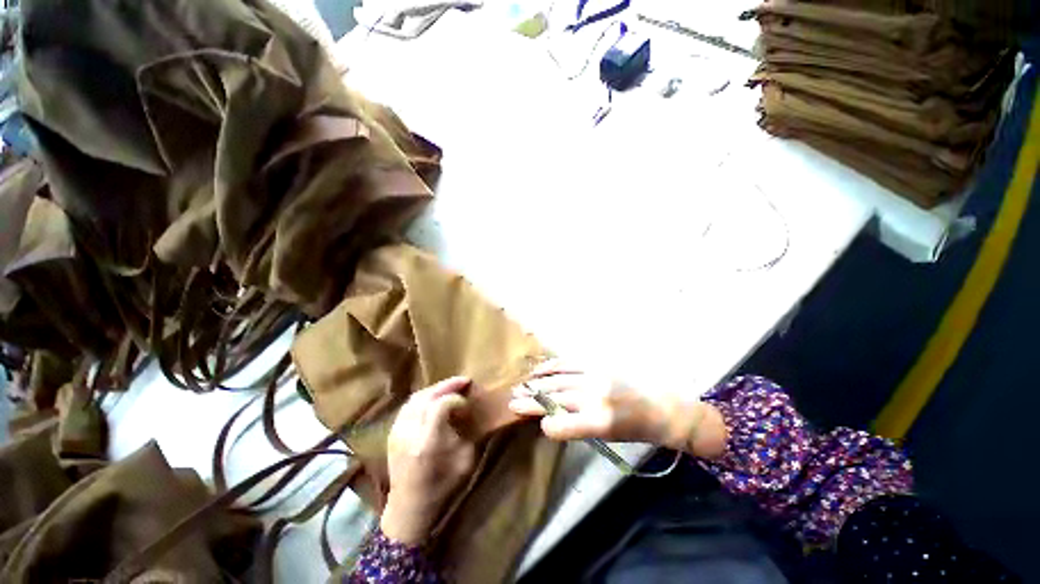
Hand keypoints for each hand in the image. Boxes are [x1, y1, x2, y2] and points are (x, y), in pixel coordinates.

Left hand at [381, 377, 476, 544]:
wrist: (408, 507)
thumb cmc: (441, 487)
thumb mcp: (464, 461)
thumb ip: (466, 432)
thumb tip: (467, 411)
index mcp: (426, 444)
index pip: (439, 406)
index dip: (455, 398)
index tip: (466, 403)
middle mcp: (408, 434)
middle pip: (426, 397)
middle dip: (447, 385)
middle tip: (464, 380)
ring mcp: (396, 432)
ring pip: (416, 398)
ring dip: (435, 388)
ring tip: (451, 386)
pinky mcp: (392, 432)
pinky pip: (409, 405)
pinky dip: (424, 396)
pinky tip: (435, 398)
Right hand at [508, 362, 726, 457]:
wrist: (661, 407)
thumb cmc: (634, 429)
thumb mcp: (606, 437)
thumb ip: (577, 426)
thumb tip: (551, 418)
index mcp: (598, 422)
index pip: (559, 425)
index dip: (546, 425)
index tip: (539, 424)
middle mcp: (593, 397)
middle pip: (554, 398)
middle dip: (530, 401)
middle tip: (512, 401)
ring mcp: (594, 377)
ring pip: (557, 380)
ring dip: (536, 384)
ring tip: (520, 387)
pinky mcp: (596, 365)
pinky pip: (568, 364)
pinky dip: (551, 366)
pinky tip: (539, 370)